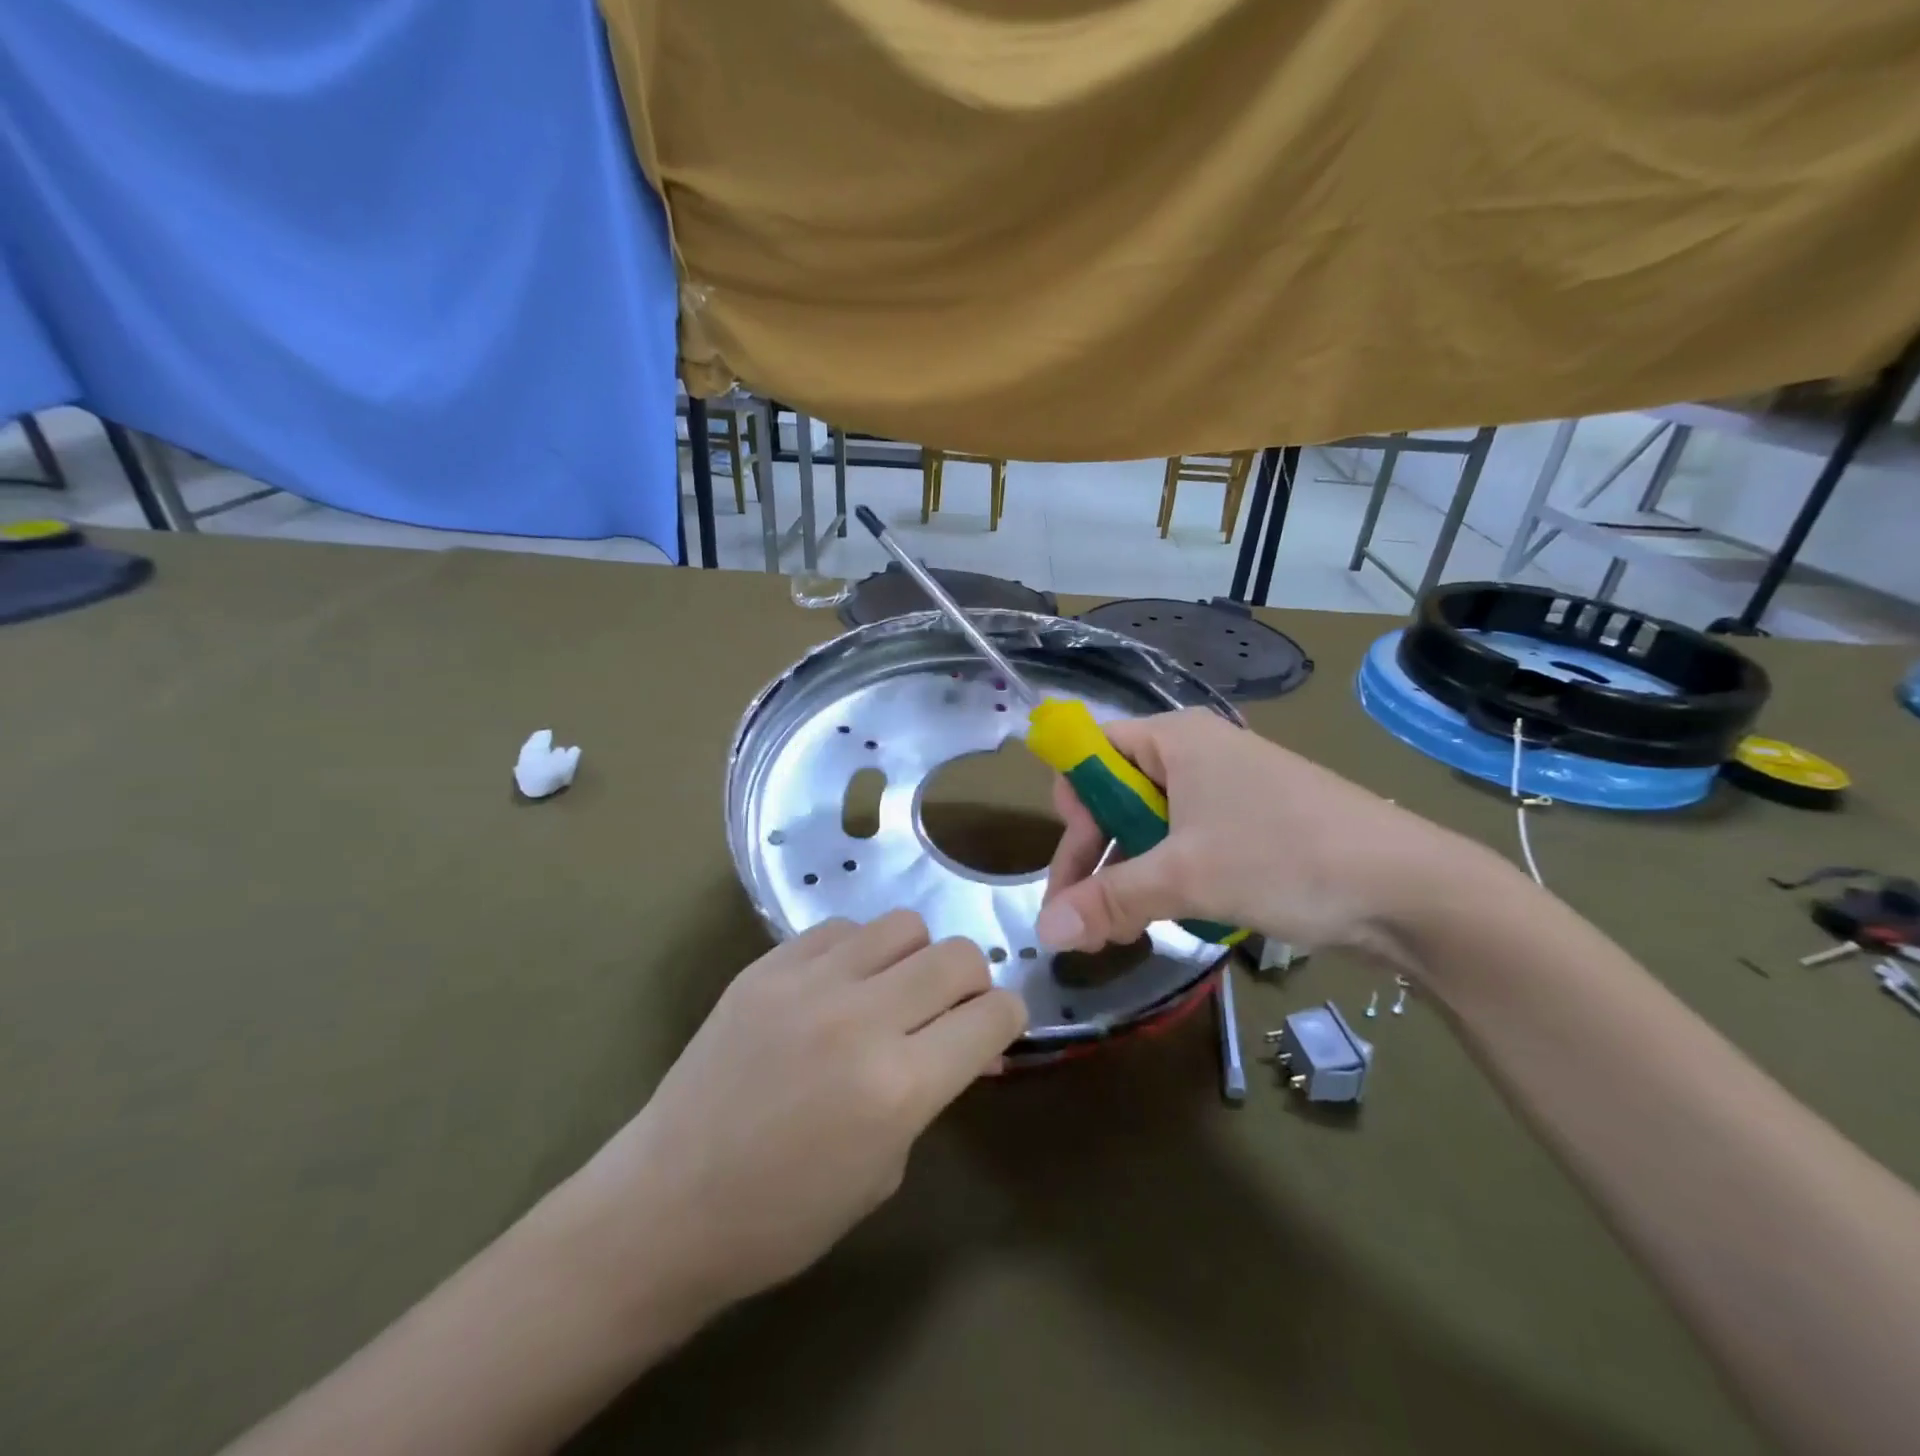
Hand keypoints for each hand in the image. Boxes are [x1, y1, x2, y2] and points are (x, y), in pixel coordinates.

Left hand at [559, 912, 1025, 1328]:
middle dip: (972, 981)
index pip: (994, 1015)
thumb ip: (934, 1090)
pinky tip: (836, 987)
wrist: (669, 1201)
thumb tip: (970, 1042)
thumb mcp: (887, 1166)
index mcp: (900, 1085)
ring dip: (915, 957)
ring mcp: (810, 982)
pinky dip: (856, 952)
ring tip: (890, 992)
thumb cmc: (786, 1213)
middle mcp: (862, 1017)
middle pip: (958, 955)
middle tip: (949, 1010)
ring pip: (904, 925)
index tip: (994, 1030)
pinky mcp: (768, 965)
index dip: (1007, 1020)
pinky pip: (841, 928)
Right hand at [1038, 708, 1490, 959]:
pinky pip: (1187, 843)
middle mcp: (1197, 754)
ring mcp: (1228, 790)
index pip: (1092, 752)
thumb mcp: (1185, 877)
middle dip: (1097, 856)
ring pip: (1152, 826)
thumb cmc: (1285, 857)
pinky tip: (1170, 916)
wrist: (1410, 889)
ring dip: (1129, 876)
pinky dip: (1168, 878)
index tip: (1075, 865)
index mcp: (1174, 738)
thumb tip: (1043, 932)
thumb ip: (1108, 900)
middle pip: (1117, 794)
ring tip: (1125, 929)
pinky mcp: (1252, 826)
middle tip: (1089, 919)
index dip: (1073, 806)